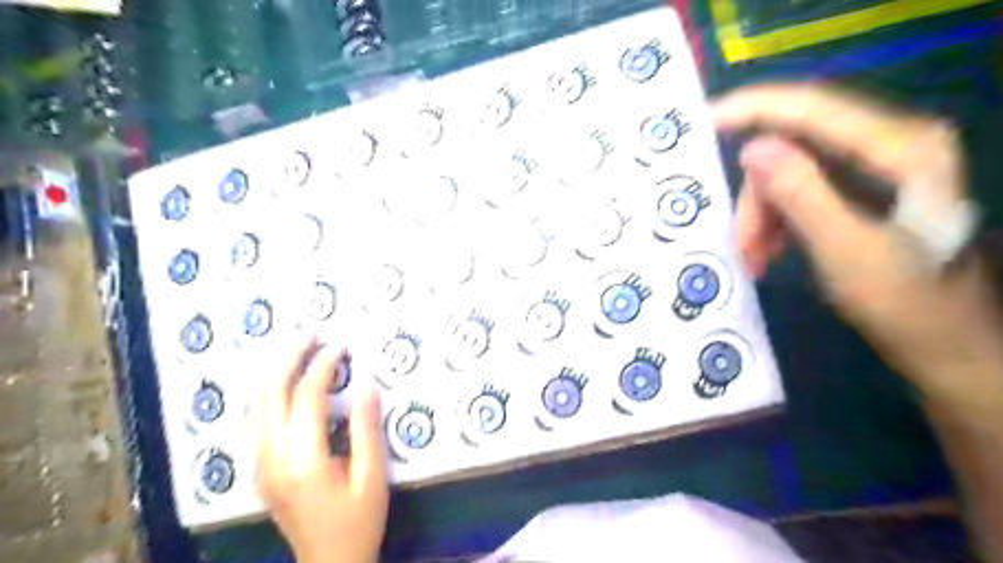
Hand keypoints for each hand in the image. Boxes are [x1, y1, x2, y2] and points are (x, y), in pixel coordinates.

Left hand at [252, 339, 389, 561]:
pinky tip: (282, 384)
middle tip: (311, 334)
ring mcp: (260, 465)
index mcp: (303, 460)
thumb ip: (368, 430)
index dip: (323, 366)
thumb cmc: (358, 521)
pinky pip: (255, 421)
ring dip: (274, 373)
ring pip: (255, 406)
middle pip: (270, 394)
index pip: (307, 397)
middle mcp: (272, 458)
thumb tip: (369, 387)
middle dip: (289, 358)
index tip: (341, 346)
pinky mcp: (260, 470)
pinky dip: (267, 394)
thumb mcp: (372, 477)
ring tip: (296, 350)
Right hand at [718, 84, 1002, 405]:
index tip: (704, 123)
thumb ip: (801, 194)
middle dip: (757, 195)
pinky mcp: (859, 189)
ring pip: (789, 174)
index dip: (755, 108)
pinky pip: (798, 192)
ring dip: (762, 214)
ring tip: (754, 258)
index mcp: (900, 149)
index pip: (814, 108)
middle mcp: (889, 144)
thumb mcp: (844, 250)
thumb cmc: (905, 303)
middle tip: (740, 243)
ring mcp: (873, 167)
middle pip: (794, 148)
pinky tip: (768, 252)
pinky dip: (775, 221)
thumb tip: (752, 148)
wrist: (944, 342)